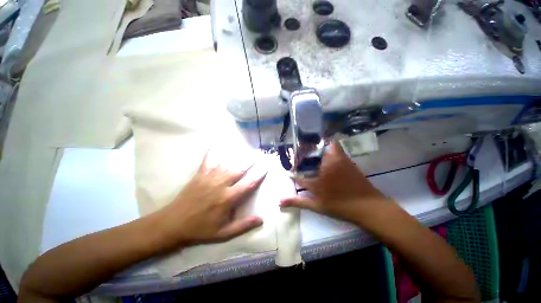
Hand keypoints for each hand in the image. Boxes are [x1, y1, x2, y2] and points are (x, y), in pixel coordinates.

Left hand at [156, 153, 266, 248]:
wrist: (173, 223)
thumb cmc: (200, 229)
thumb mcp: (223, 234)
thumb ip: (243, 225)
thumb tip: (261, 219)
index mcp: (228, 198)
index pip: (248, 183)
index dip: (259, 174)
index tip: (266, 167)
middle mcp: (221, 184)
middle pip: (240, 169)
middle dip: (252, 160)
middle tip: (260, 153)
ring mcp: (210, 177)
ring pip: (228, 162)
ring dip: (239, 155)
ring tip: (248, 148)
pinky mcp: (200, 173)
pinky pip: (209, 159)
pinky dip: (214, 149)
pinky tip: (218, 141)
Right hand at [280, 142, 386, 223]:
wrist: (369, 207)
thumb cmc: (341, 206)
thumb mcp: (317, 206)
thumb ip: (297, 202)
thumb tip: (279, 202)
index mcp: (317, 174)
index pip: (300, 167)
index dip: (293, 168)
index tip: (289, 169)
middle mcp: (326, 163)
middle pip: (311, 151)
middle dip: (302, 152)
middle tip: (298, 157)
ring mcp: (338, 159)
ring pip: (323, 146)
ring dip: (315, 147)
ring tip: (309, 153)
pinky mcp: (346, 159)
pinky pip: (335, 147)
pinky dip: (328, 146)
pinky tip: (324, 154)